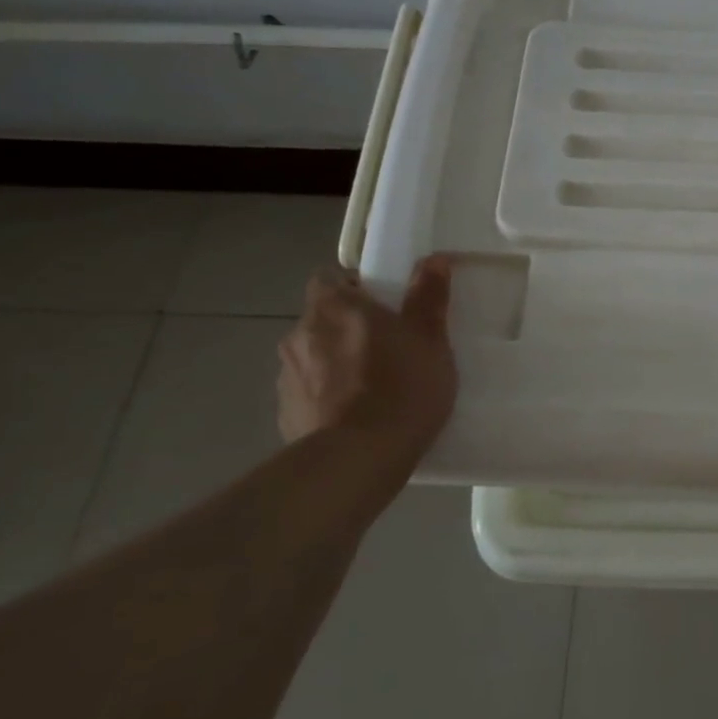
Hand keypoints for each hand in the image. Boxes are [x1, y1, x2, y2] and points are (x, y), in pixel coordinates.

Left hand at [277, 256, 457, 466]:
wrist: (359, 459)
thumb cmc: (401, 387)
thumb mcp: (430, 339)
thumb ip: (428, 296)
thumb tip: (433, 259)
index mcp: (334, 308)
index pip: (329, 279)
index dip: (354, 287)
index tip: (382, 304)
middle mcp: (300, 334)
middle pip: (322, 319)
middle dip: (347, 327)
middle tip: (387, 346)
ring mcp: (286, 377)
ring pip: (313, 356)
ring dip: (335, 362)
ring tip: (372, 386)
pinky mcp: (285, 415)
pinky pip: (309, 393)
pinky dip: (327, 397)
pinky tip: (355, 417)